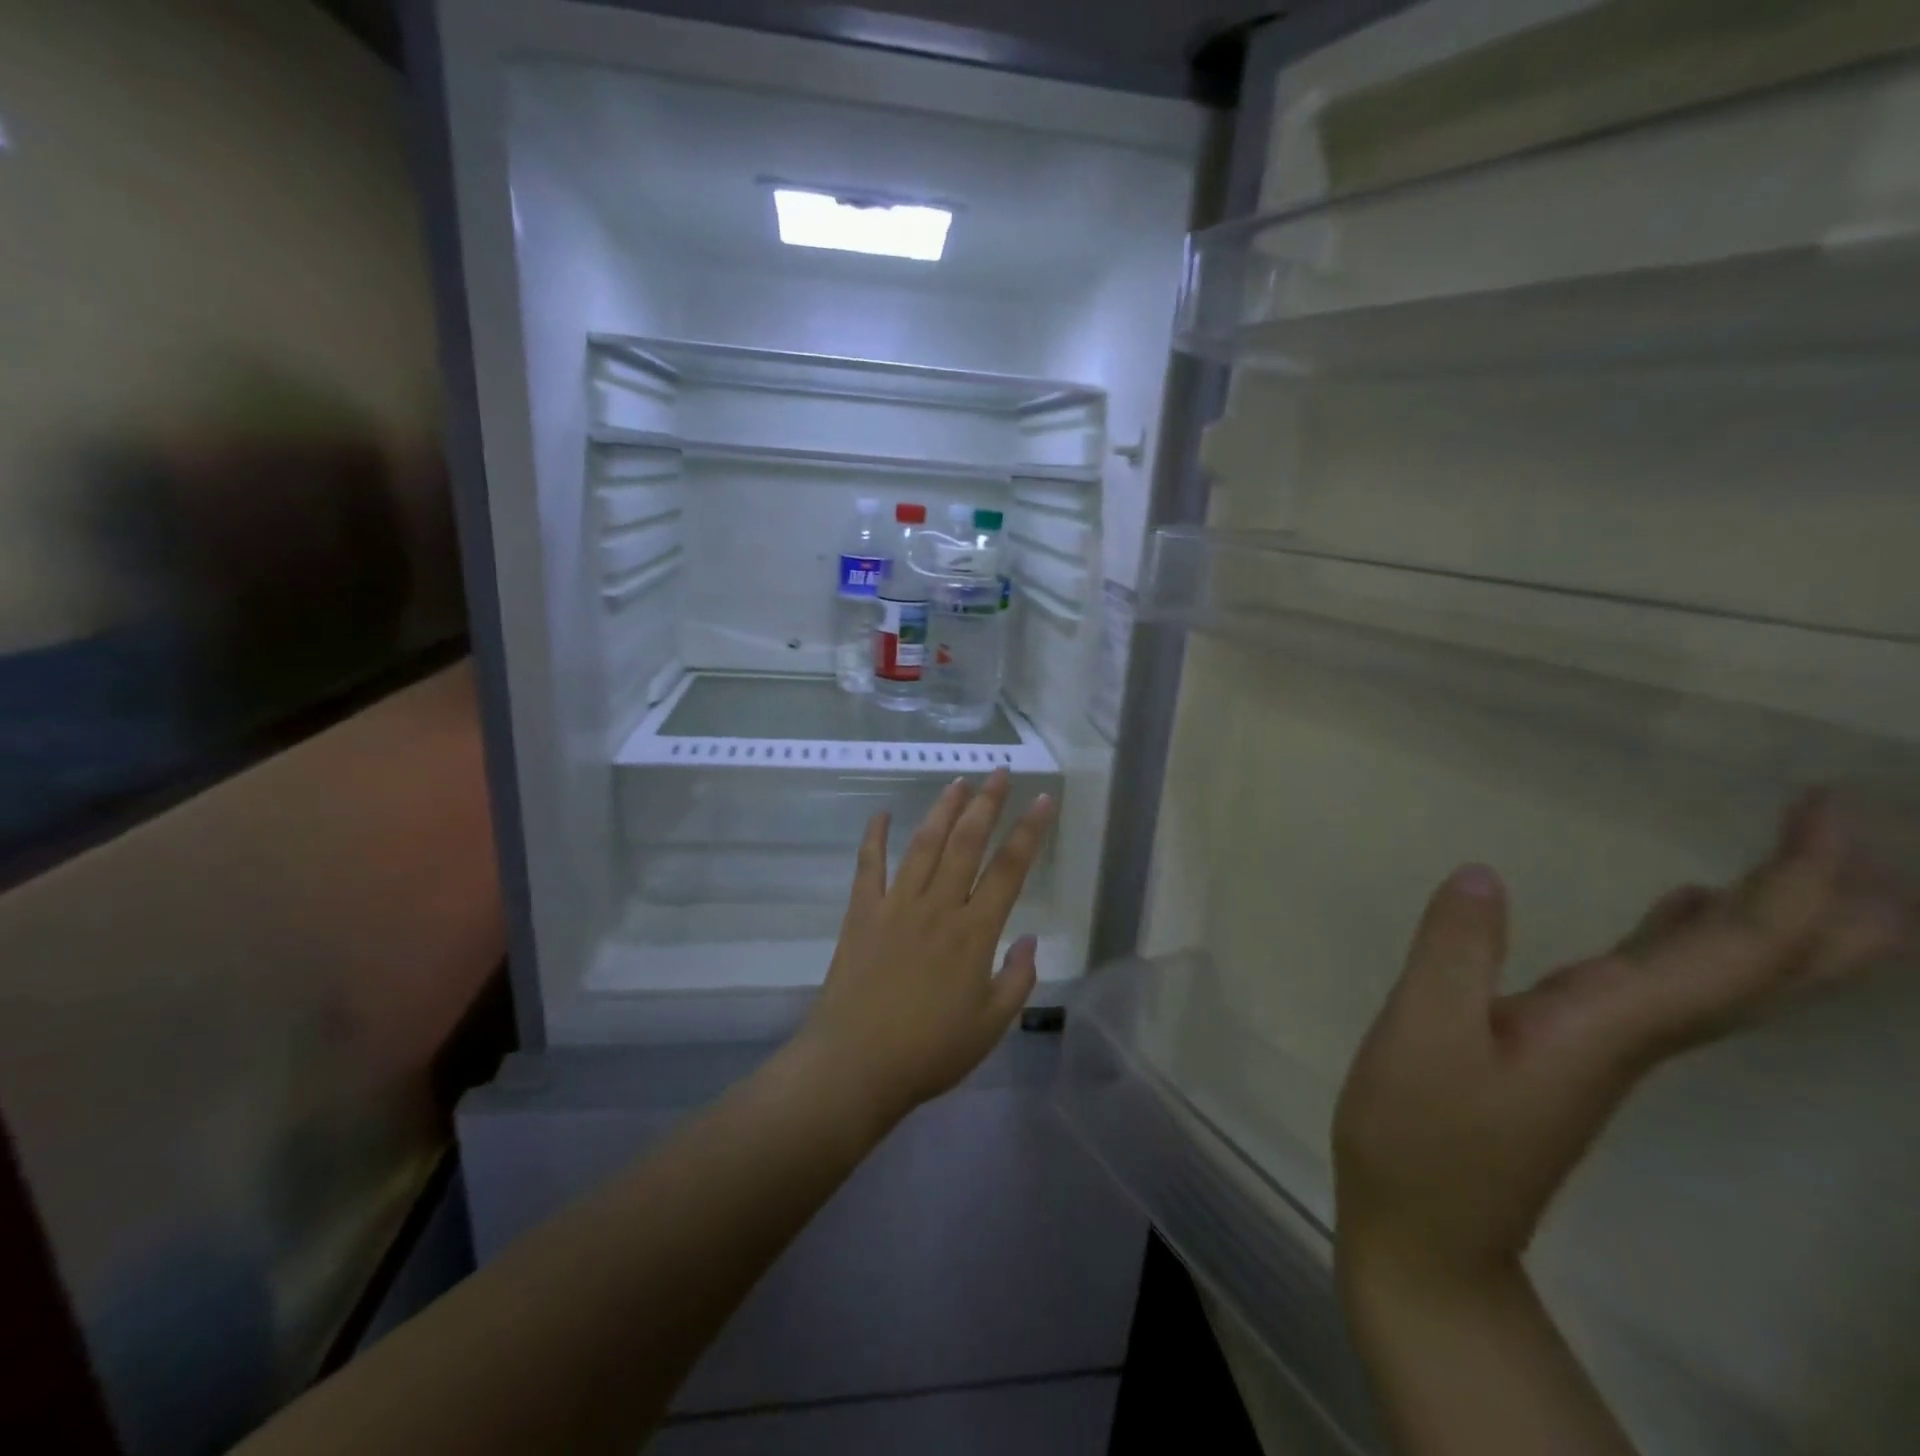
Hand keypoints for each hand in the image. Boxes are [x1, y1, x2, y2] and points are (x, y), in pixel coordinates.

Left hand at [795, 768, 1056, 1129]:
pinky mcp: (862, 913)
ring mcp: (896, 905)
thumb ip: (1016, 979)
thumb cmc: (929, 1052)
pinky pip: (869, 866)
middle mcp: (937, 907)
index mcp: (974, 933)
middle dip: (986, 803)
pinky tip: (880, 814)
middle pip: (967, 842)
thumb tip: (1031, 939)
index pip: (1010, 869)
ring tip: (957, 782)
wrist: (855, 1065)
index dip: (1029, 831)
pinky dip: (874, 837)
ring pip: (924, 845)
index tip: (1042, 800)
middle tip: (1000, 773)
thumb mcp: (990, 1025)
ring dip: (942, 810)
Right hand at [1334, 796, 1909, 1300]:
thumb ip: (1455, 952)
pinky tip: (1681, 909)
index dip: (1799, 883)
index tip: (1826, 811)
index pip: (1739, 951)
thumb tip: (1483, 875)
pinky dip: (1697, 939)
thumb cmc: (1422, 1132)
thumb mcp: (1423, 1035)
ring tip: (1800, 859)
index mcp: (1612, 1026)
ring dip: (1777, 919)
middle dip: (1826, 902)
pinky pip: (1669, 984)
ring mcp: (1607, 1046)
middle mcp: (1636, 1035)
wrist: (1428, 1229)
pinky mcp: (1572, 1049)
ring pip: (1727, 979)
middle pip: (1767, 972)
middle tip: (1849, 827)